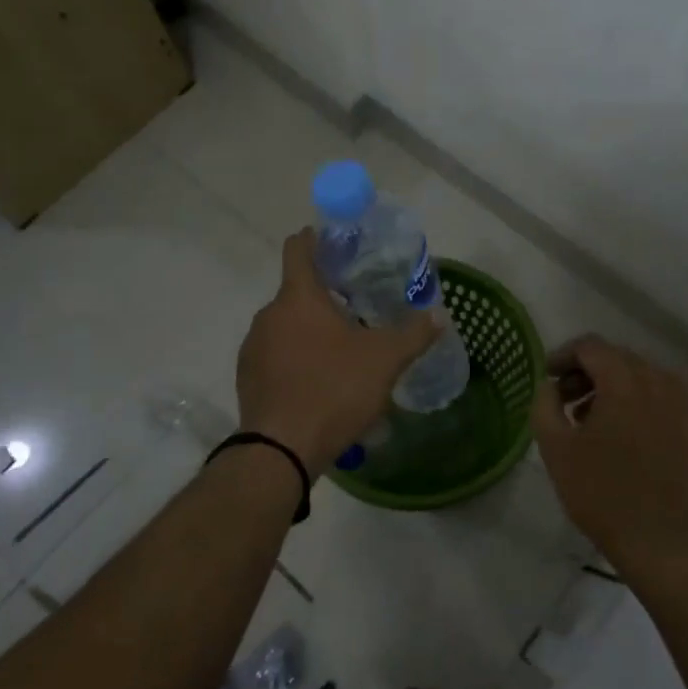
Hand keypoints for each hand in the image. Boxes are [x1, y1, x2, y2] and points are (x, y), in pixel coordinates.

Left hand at [235, 229, 441, 470]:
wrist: (281, 450)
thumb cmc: (334, 389)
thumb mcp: (385, 360)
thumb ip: (414, 333)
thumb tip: (440, 315)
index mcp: (298, 297)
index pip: (297, 248)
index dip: (315, 238)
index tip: (336, 241)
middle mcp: (269, 314)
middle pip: (296, 290)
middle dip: (325, 294)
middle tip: (357, 306)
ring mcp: (253, 346)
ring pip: (285, 324)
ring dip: (309, 328)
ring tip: (341, 348)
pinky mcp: (247, 377)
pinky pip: (275, 354)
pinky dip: (295, 357)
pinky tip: (319, 380)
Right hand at [531, 336, 687, 578]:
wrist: (665, 544)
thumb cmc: (603, 494)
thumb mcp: (556, 449)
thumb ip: (545, 404)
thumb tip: (550, 385)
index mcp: (624, 380)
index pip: (590, 346)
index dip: (563, 356)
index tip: (548, 378)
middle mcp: (659, 381)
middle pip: (618, 358)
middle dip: (588, 372)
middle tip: (566, 402)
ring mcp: (685, 404)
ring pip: (643, 377)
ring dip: (615, 388)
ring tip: (594, 422)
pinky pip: (664, 400)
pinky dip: (641, 404)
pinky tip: (629, 437)